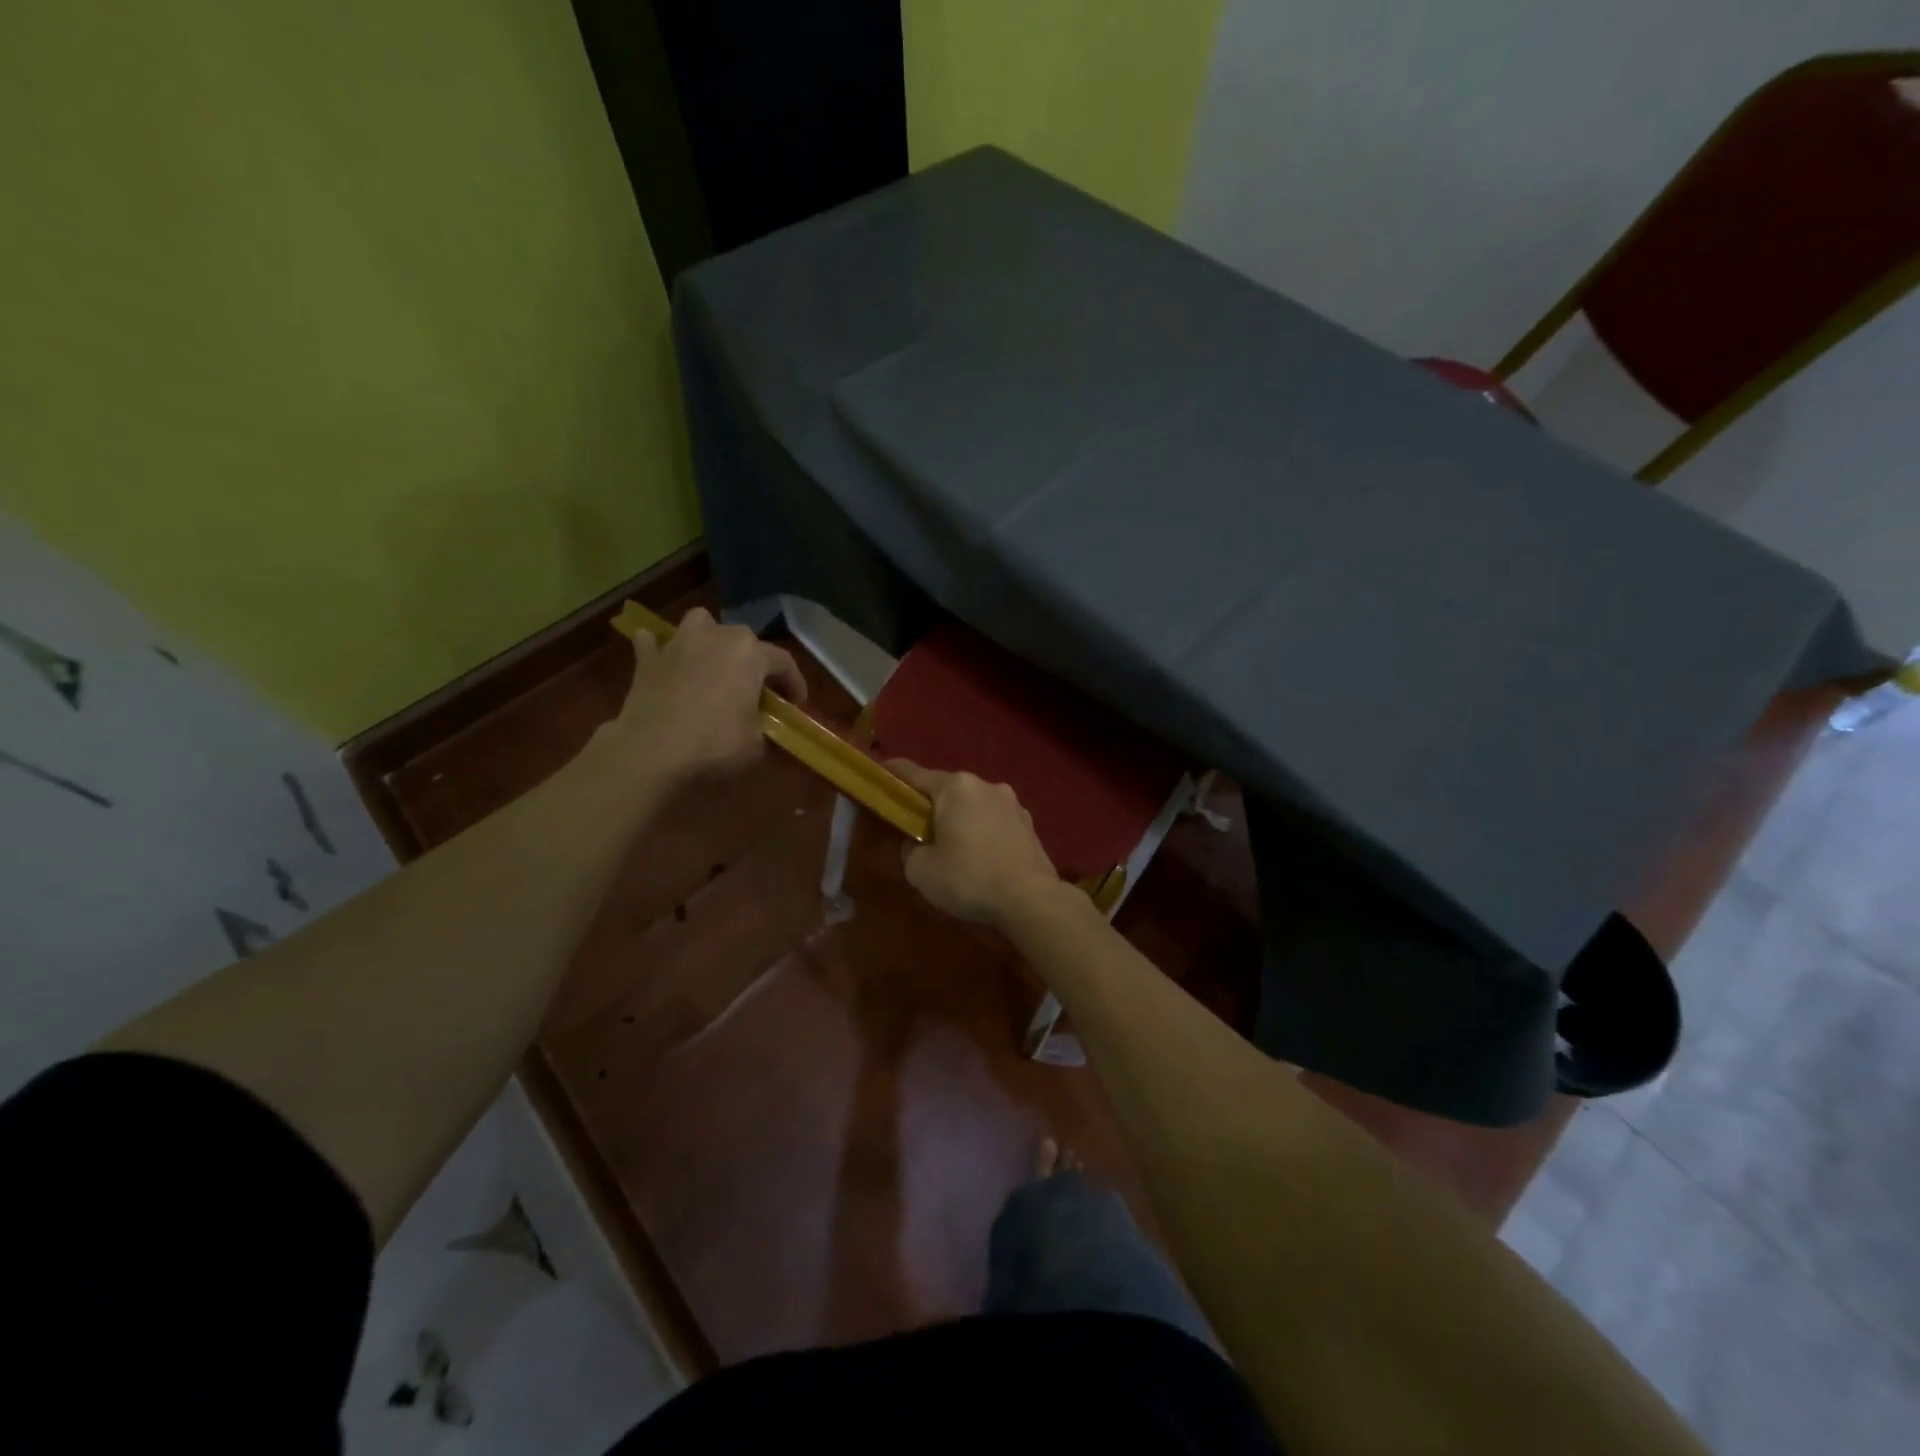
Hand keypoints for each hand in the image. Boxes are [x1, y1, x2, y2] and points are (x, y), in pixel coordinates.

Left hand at [603, 608, 806, 784]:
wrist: (652, 753)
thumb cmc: (715, 745)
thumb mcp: (756, 745)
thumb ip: (763, 727)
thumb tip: (757, 727)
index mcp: (750, 654)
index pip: (784, 662)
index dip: (794, 684)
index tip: (796, 705)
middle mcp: (717, 637)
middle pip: (744, 640)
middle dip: (753, 661)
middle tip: (755, 690)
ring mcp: (679, 643)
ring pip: (700, 624)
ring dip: (709, 639)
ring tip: (711, 662)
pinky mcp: (647, 659)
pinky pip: (654, 643)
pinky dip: (660, 650)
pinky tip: (664, 662)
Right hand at [888, 761, 1061, 926]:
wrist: (1030, 898)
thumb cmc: (969, 877)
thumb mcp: (921, 870)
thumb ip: (911, 851)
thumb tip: (919, 845)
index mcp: (956, 787)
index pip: (914, 774)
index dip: (893, 773)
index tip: (880, 772)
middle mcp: (986, 785)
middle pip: (948, 790)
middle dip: (932, 805)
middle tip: (917, 827)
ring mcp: (1012, 803)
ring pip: (975, 806)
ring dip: (961, 819)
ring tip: (953, 846)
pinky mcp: (1029, 825)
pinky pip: (995, 822)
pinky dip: (983, 833)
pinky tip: (981, 856)